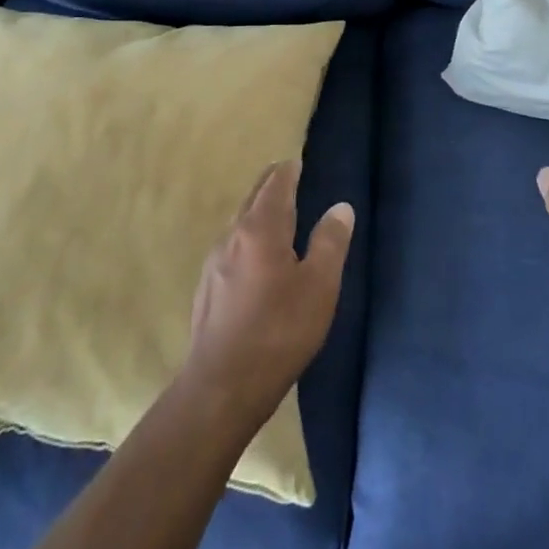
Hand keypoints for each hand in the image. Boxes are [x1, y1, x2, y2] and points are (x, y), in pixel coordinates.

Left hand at [182, 160, 354, 425]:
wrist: (220, 387)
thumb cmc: (278, 332)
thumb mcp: (319, 287)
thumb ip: (330, 242)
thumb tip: (340, 206)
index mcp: (261, 228)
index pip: (276, 184)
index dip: (288, 171)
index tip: (296, 161)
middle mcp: (232, 235)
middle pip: (253, 198)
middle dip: (271, 185)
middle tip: (287, 176)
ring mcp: (214, 262)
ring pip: (239, 222)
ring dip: (257, 211)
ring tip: (275, 213)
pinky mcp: (207, 288)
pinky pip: (231, 246)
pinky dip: (247, 236)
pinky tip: (254, 256)